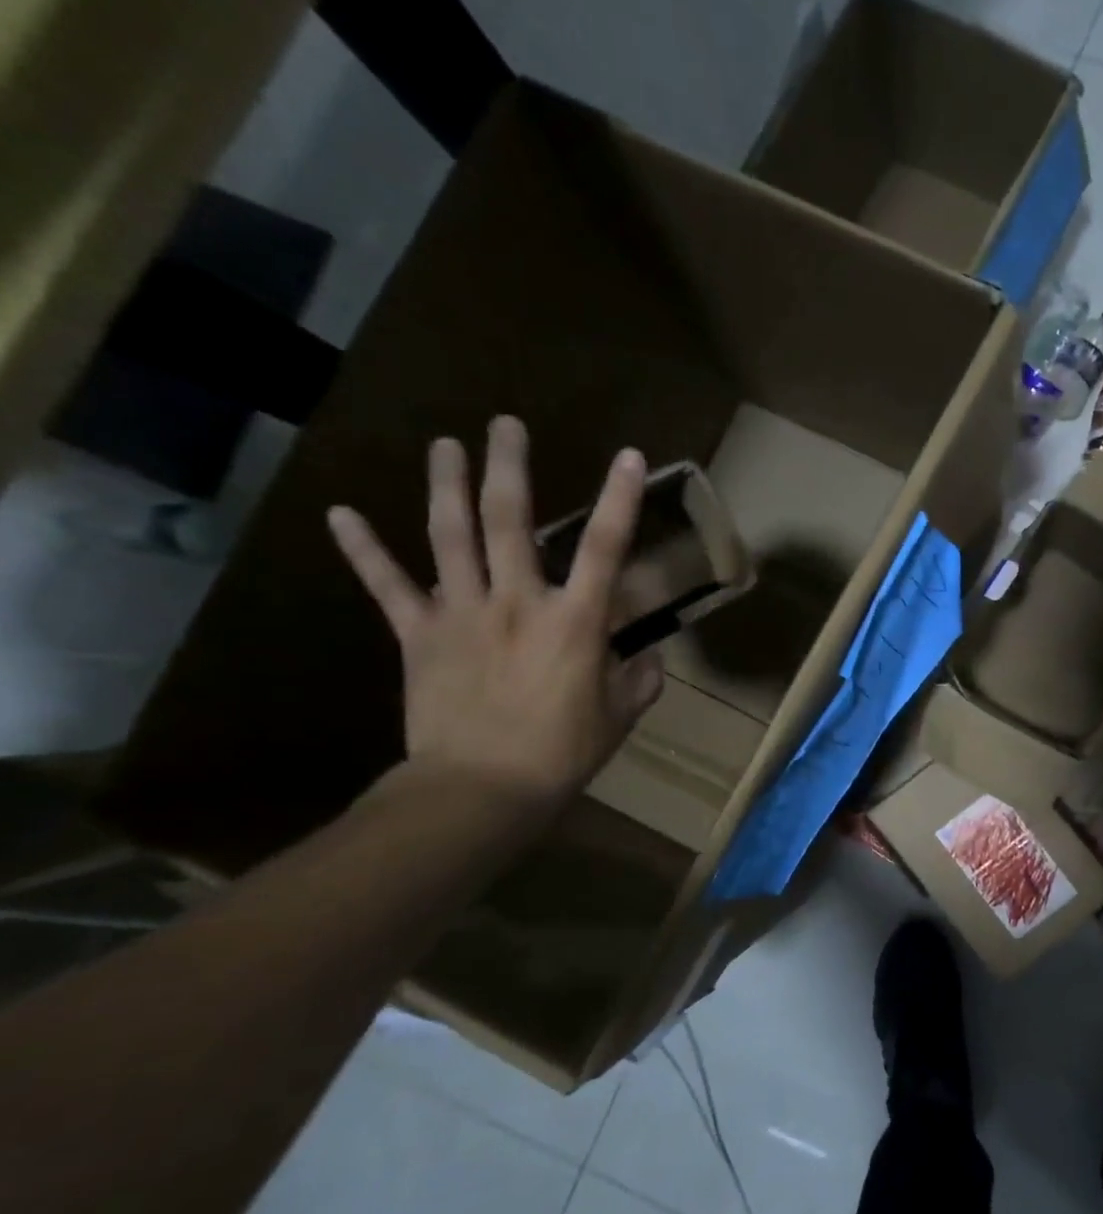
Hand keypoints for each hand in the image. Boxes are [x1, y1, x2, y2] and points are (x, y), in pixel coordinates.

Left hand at [326, 416, 663, 810]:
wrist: (481, 788)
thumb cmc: (563, 753)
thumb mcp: (620, 716)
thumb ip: (639, 679)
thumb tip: (648, 657)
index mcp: (574, 622)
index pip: (605, 548)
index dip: (619, 498)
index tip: (629, 456)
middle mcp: (517, 602)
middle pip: (508, 521)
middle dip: (508, 467)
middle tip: (505, 424)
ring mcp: (461, 614)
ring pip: (449, 536)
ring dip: (446, 485)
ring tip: (445, 443)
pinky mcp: (419, 635)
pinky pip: (388, 586)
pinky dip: (364, 550)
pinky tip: (342, 513)